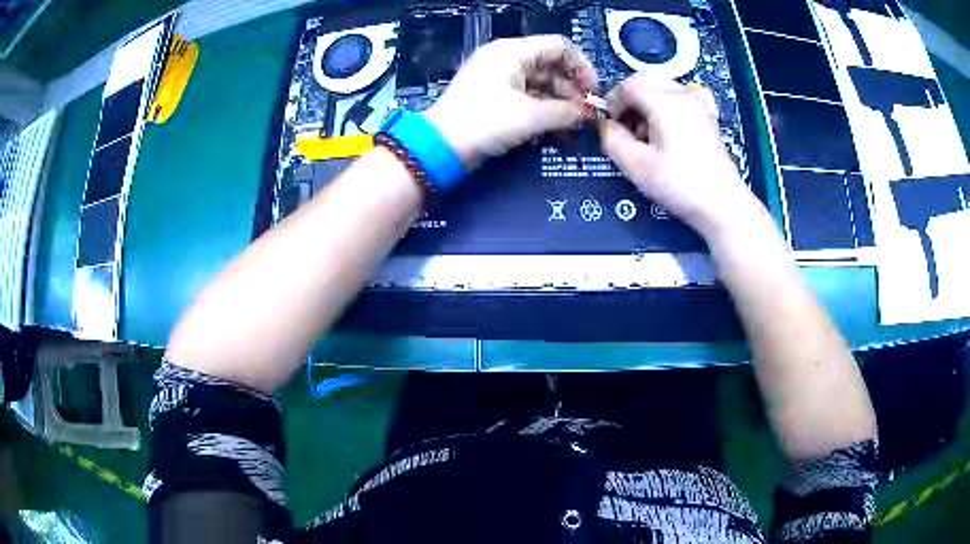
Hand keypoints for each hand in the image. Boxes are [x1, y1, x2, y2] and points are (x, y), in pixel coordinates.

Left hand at [426, 35, 596, 168]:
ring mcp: (498, 78)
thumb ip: (566, 112)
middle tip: (586, 117)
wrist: (440, 147)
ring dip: (559, 104)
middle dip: (571, 91)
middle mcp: (506, 59)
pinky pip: (525, 97)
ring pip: (539, 84)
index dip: (582, 67)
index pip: (559, 47)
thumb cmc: (486, 122)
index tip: (594, 93)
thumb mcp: (531, 116)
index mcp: (513, 51)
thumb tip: (588, 114)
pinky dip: (541, 111)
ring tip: (573, 129)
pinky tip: (554, 131)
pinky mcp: (493, 97)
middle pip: (550, 66)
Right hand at [599, 75, 763, 239]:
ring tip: (648, 137)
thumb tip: (606, 126)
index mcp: (664, 100)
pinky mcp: (708, 116)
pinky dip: (666, 107)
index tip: (610, 128)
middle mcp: (683, 93)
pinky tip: (669, 130)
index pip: (627, 85)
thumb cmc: (679, 184)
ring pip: (662, 88)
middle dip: (630, 102)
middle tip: (627, 131)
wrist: (722, 204)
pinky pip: (679, 98)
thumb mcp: (635, 165)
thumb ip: (611, 139)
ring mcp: (699, 103)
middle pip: (645, 82)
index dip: (612, 103)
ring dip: (647, 105)